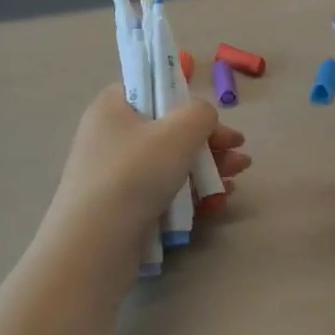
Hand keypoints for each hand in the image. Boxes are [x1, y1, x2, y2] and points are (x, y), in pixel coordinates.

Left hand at [45, 86, 249, 239]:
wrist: (94, 246)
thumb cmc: (134, 175)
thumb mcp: (178, 132)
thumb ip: (201, 113)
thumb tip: (204, 117)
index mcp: (112, 107)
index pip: (151, 88)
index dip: (186, 99)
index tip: (215, 117)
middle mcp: (110, 136)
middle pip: (168, 128)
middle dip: (209, 139)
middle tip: (239, 150)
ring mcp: (116, 173)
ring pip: (170, 162)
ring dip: (207, 166)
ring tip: (238, 175)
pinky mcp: (124, 206)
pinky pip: (163, 190)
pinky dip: (190, 192)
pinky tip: (218, 200)